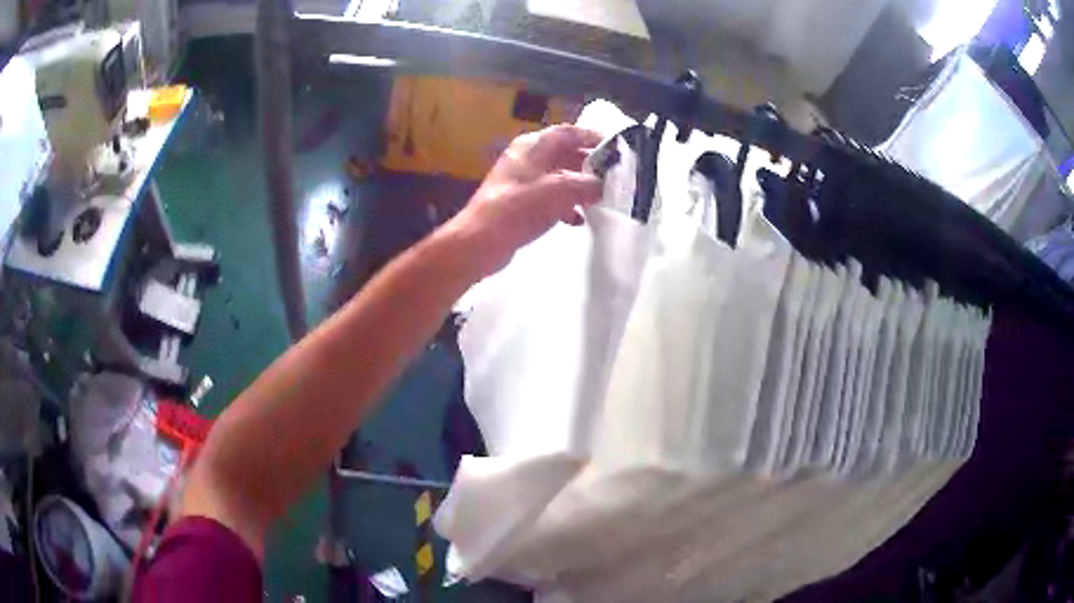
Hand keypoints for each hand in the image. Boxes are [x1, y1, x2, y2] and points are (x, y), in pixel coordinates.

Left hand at [447, 125, 603, 275]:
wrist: (480, 241)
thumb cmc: (517, 209)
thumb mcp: (558, 192)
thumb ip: (586, 184)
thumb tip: (603, 185)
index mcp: (534, 146)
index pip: (570, 132)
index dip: (594, 137)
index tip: (617, 149)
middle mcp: (527, 157)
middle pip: (566, 153)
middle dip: (590, 165)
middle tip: (614, 177)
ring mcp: (522, 180)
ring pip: (559, 176)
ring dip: (580, 186)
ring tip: (600, 199)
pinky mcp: (519, 202)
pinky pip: (550, 197)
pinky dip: (566, 204)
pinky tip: (578, 219)